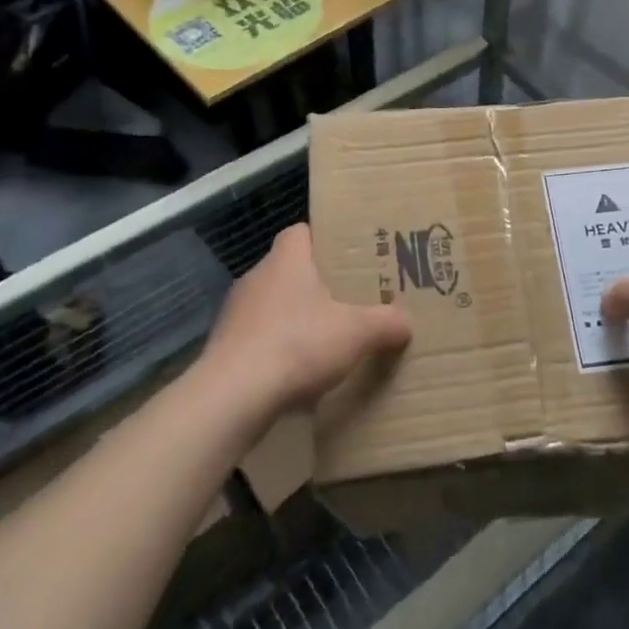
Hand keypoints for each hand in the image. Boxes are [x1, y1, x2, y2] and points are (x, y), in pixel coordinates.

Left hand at [200, 225, 410, 414]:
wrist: (232, 397)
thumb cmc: (298, 345)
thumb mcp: (357, 333)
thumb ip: (386, 323)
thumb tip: (406, 322)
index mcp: (286, 260)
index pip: (301, 232)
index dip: (325, 240)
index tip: (349, 258)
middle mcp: (256, 277)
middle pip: (290, 270)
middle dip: (316, 285)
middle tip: (347, 300)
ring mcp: (235, 313)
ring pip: (272, 305)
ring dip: (294, 319)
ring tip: (324, 340)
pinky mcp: (223, 347)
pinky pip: (257, 338)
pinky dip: (276, 349)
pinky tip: (295, 372)